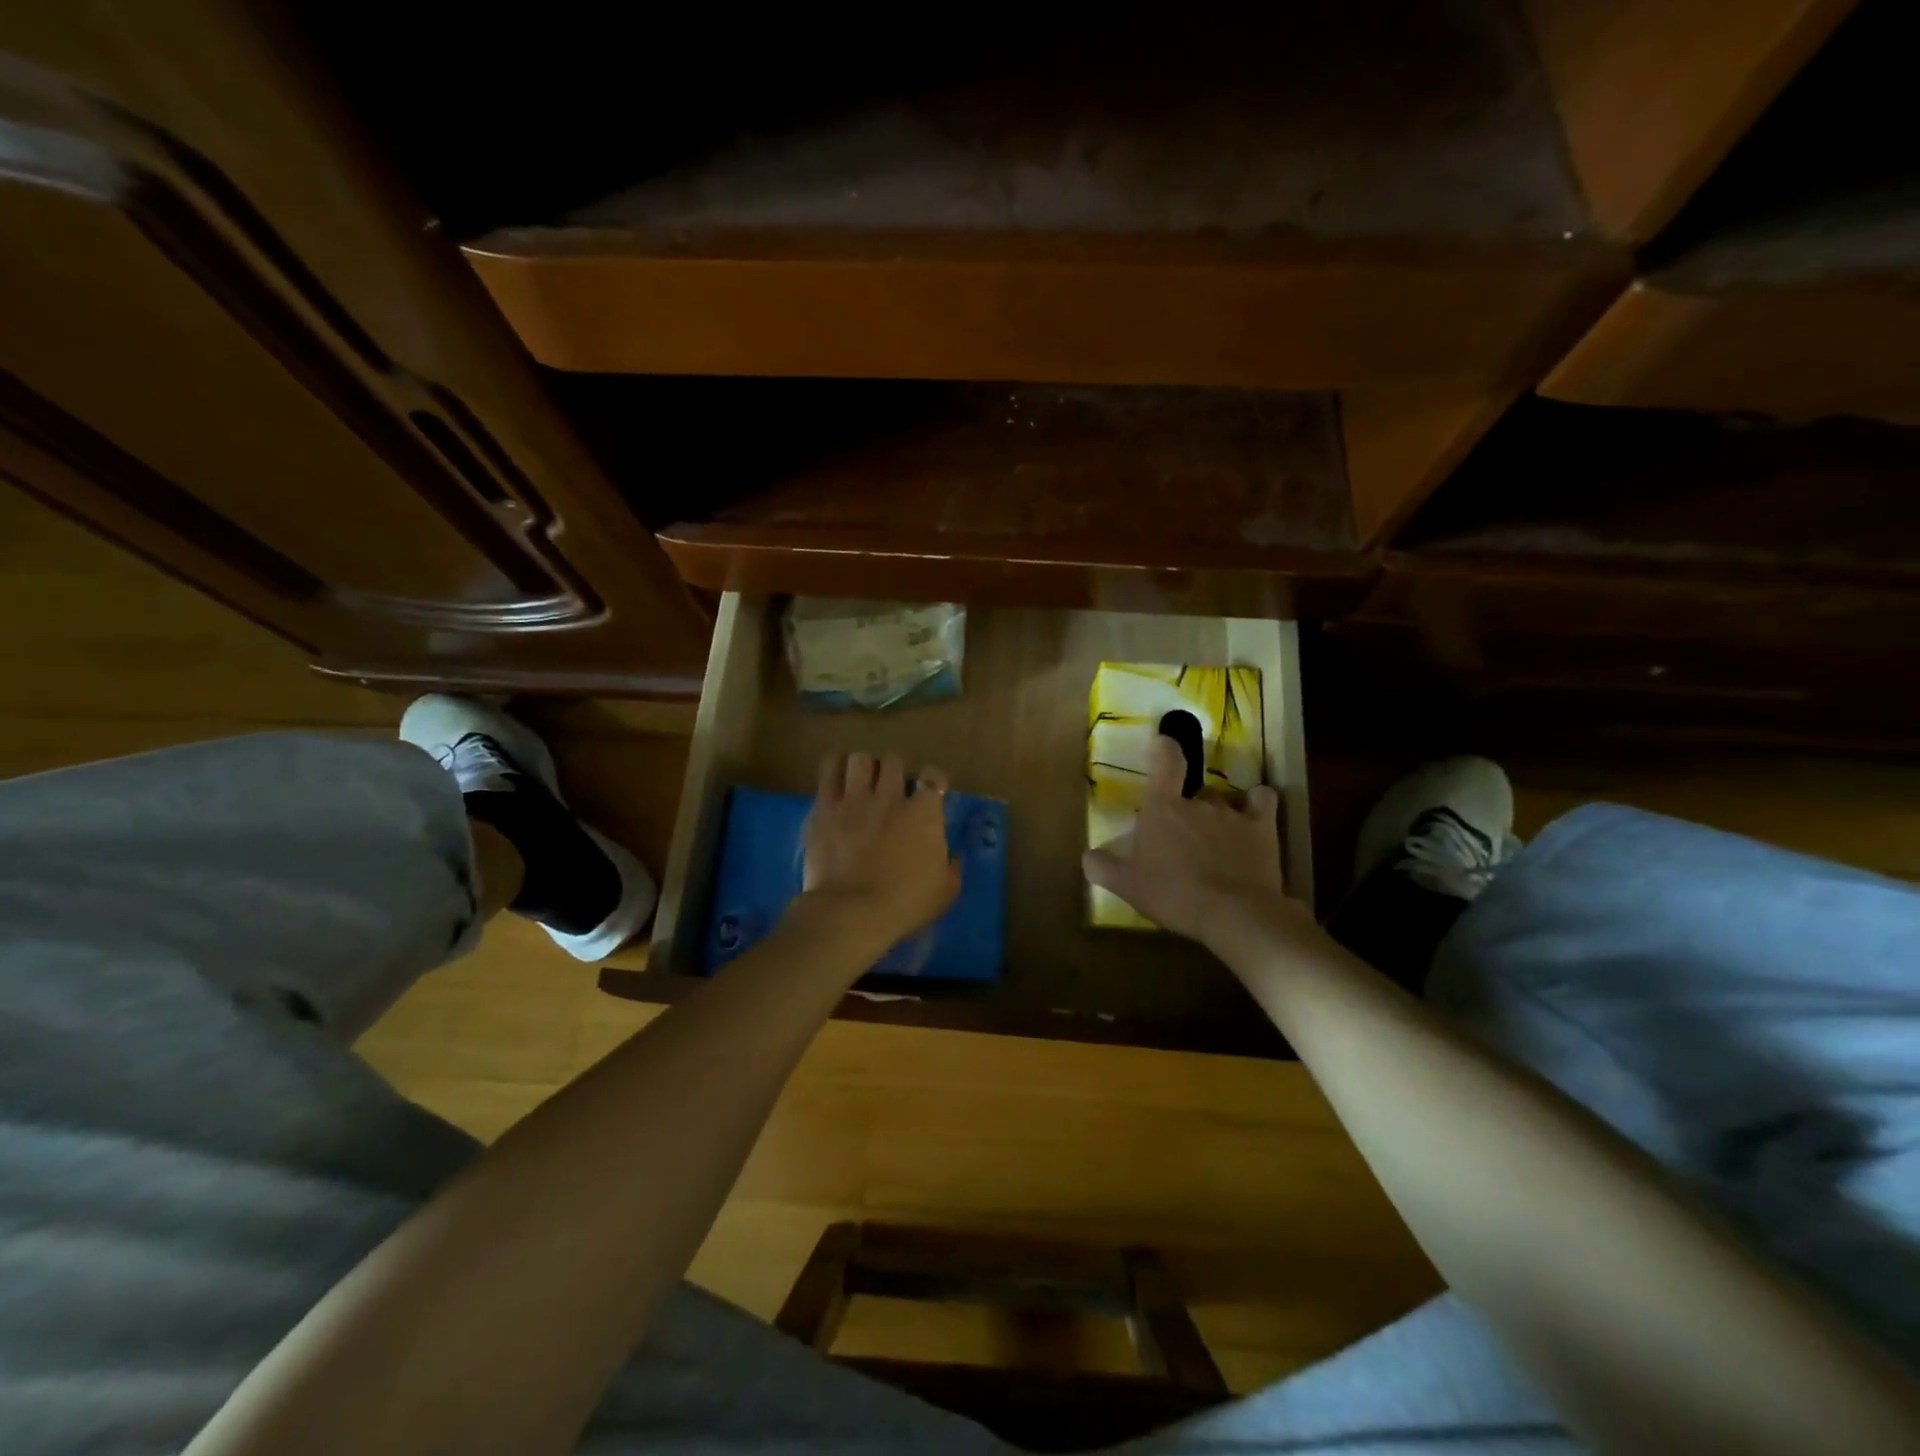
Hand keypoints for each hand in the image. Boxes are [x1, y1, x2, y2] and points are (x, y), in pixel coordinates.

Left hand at [802, 753, 960, 949]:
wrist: (853, 911)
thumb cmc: (905, 903)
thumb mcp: (945, 892)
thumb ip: (951, 868)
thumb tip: (952, 858)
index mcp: (925, 812)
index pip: (934, 776)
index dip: (933, 780)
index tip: (930, 791)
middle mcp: (891, 796)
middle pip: (894, 761)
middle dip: (894, 772)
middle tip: (890, 790)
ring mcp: (855, 798)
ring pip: (860, 759)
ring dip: (863, 768)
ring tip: (861, 782)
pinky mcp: (824, 807)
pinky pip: (829, 770)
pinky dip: (834, 769)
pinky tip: (836, 780)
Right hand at [1083, 734, 1295, 948]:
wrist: (1233, 914)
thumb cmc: (1173, 894)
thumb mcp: (1127, 886)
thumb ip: (1103, 866)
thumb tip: (1089, 855)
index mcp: (1162, 808)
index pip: (1165, 760)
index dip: (1164, 748)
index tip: (1163, 743)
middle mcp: (1198, 802)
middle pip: (1192, 792)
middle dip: (1187, 808)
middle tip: (1181, 839)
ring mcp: (1232, 813)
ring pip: (1222, 802)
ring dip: (1216, 816)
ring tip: (1214, 844)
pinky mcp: (1262, 829)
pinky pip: (1262, 802)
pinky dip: (1257, 804)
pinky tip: (1253, 818)